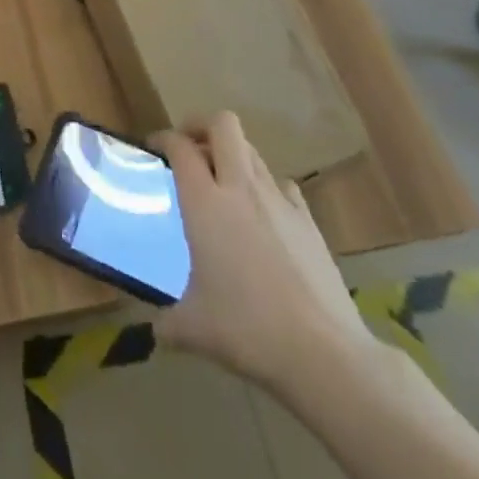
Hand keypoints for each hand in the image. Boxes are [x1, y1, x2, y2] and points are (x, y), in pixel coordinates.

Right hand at [151, 114, 375, 398]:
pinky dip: (267, 188)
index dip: (163, 139)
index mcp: (204, 202)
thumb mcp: (194, 330)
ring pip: (253, 151)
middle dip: (202, 126)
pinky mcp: (309, 221)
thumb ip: (169, 323)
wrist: (325, 353)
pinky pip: (282, 185)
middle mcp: (240, 188)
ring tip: (222, 183)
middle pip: (223, 124)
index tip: (154, 148)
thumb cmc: (248, 330)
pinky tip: (263, 216)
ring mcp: (279, 201)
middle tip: (189, 149)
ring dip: (233, 155)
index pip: (180, 146)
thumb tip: (158, 330)